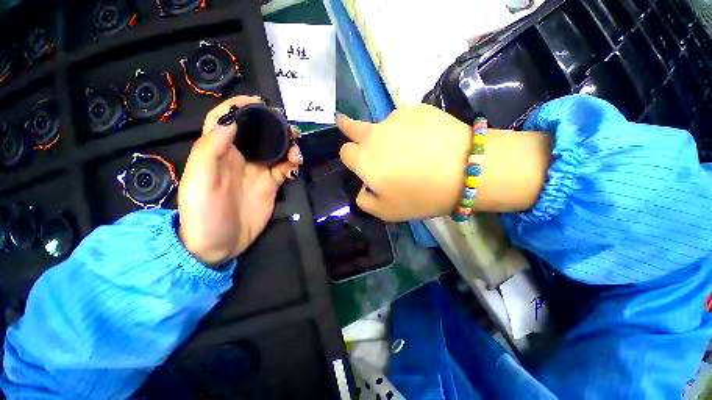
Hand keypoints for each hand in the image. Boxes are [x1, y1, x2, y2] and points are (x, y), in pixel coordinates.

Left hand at [178, 96, 301, 265]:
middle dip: (274, 126)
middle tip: (290, 130)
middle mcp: (240, 157)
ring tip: (296, 152)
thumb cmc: (203, 213)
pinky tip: (295, 166)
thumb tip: (230, 120)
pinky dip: (292, 164)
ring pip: (276, 149)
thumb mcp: (199, 180)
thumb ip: (210, 149)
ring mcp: (258, 171)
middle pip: (259, 132)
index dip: (240, 106)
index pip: (226, 120)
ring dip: (288, 146)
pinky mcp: (271, 185)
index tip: (260, 102)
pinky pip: (285, 169)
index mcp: (219, 151)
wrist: (218, 244)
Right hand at [338, 105, 551, 220]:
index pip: (345, 152)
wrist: (465, 171)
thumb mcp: (387, 211)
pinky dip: (408, 128)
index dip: (350, 158)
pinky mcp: (417, 108)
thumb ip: (366, 200)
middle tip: (343, 122)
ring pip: (383, 126)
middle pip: (352, 126)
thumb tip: (364, 187)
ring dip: (387, 135)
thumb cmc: (421, 196)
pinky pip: (405, 119)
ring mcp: (396, 118)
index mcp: (364, 160)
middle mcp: (374, 135)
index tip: (358, 162)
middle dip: (346, 126)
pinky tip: (424, 140)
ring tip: (410, 150)